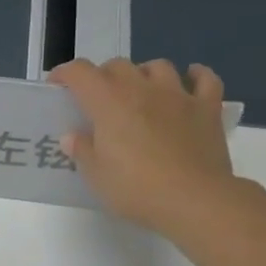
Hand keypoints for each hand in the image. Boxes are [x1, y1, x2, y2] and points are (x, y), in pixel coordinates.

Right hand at [48, 58, 237, 236]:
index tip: (57, 87)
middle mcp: (142, 89)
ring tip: (141, 92)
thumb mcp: (96, 176)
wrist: (195, 200)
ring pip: (158, 66)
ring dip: (144, 74)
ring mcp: (178, 96)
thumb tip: (73, 136)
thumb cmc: (137, 188)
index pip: (80, 72)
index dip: (64, 74)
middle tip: (99, 100)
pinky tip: (189, 83)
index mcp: (109, 102)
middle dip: (104, 76)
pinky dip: (195, 76)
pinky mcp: (207, 109)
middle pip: (118, 65)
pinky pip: (206, 80)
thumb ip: (82, 150)